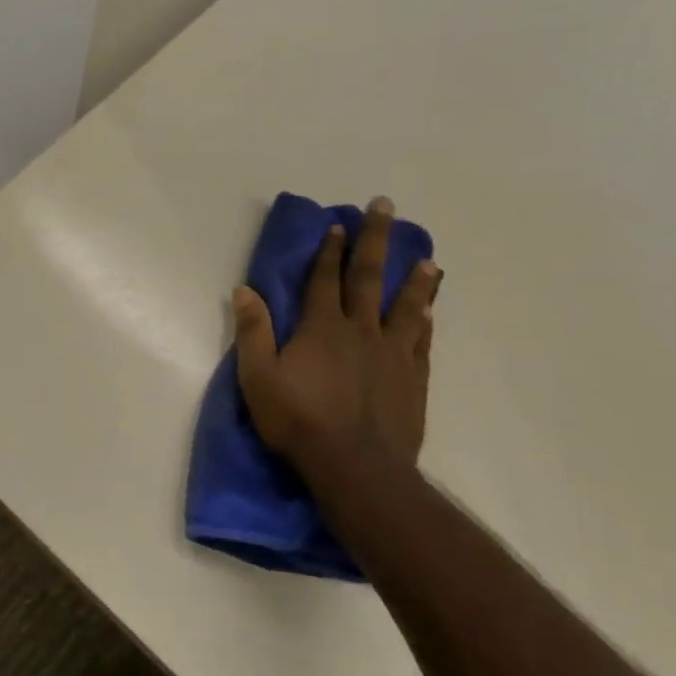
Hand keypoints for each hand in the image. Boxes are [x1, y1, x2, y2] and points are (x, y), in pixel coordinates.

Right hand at [233, 197, 440, 483]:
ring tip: (429, 258)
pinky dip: (425, 322)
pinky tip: (430, 312)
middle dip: (375, 241)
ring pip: (406, 307)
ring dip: (416, 280)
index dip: (330, 250)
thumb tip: (245, 290)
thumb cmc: (299, 420)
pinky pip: (421, 343)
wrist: (356, 467)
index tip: (339, 224)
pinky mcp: (412, 379)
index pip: (325, 279)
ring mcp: (392, 354)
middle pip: (369, 277)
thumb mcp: (258, 377)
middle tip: (386, 208)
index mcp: (322, 327)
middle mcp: (360, 331)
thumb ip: (252, 332)